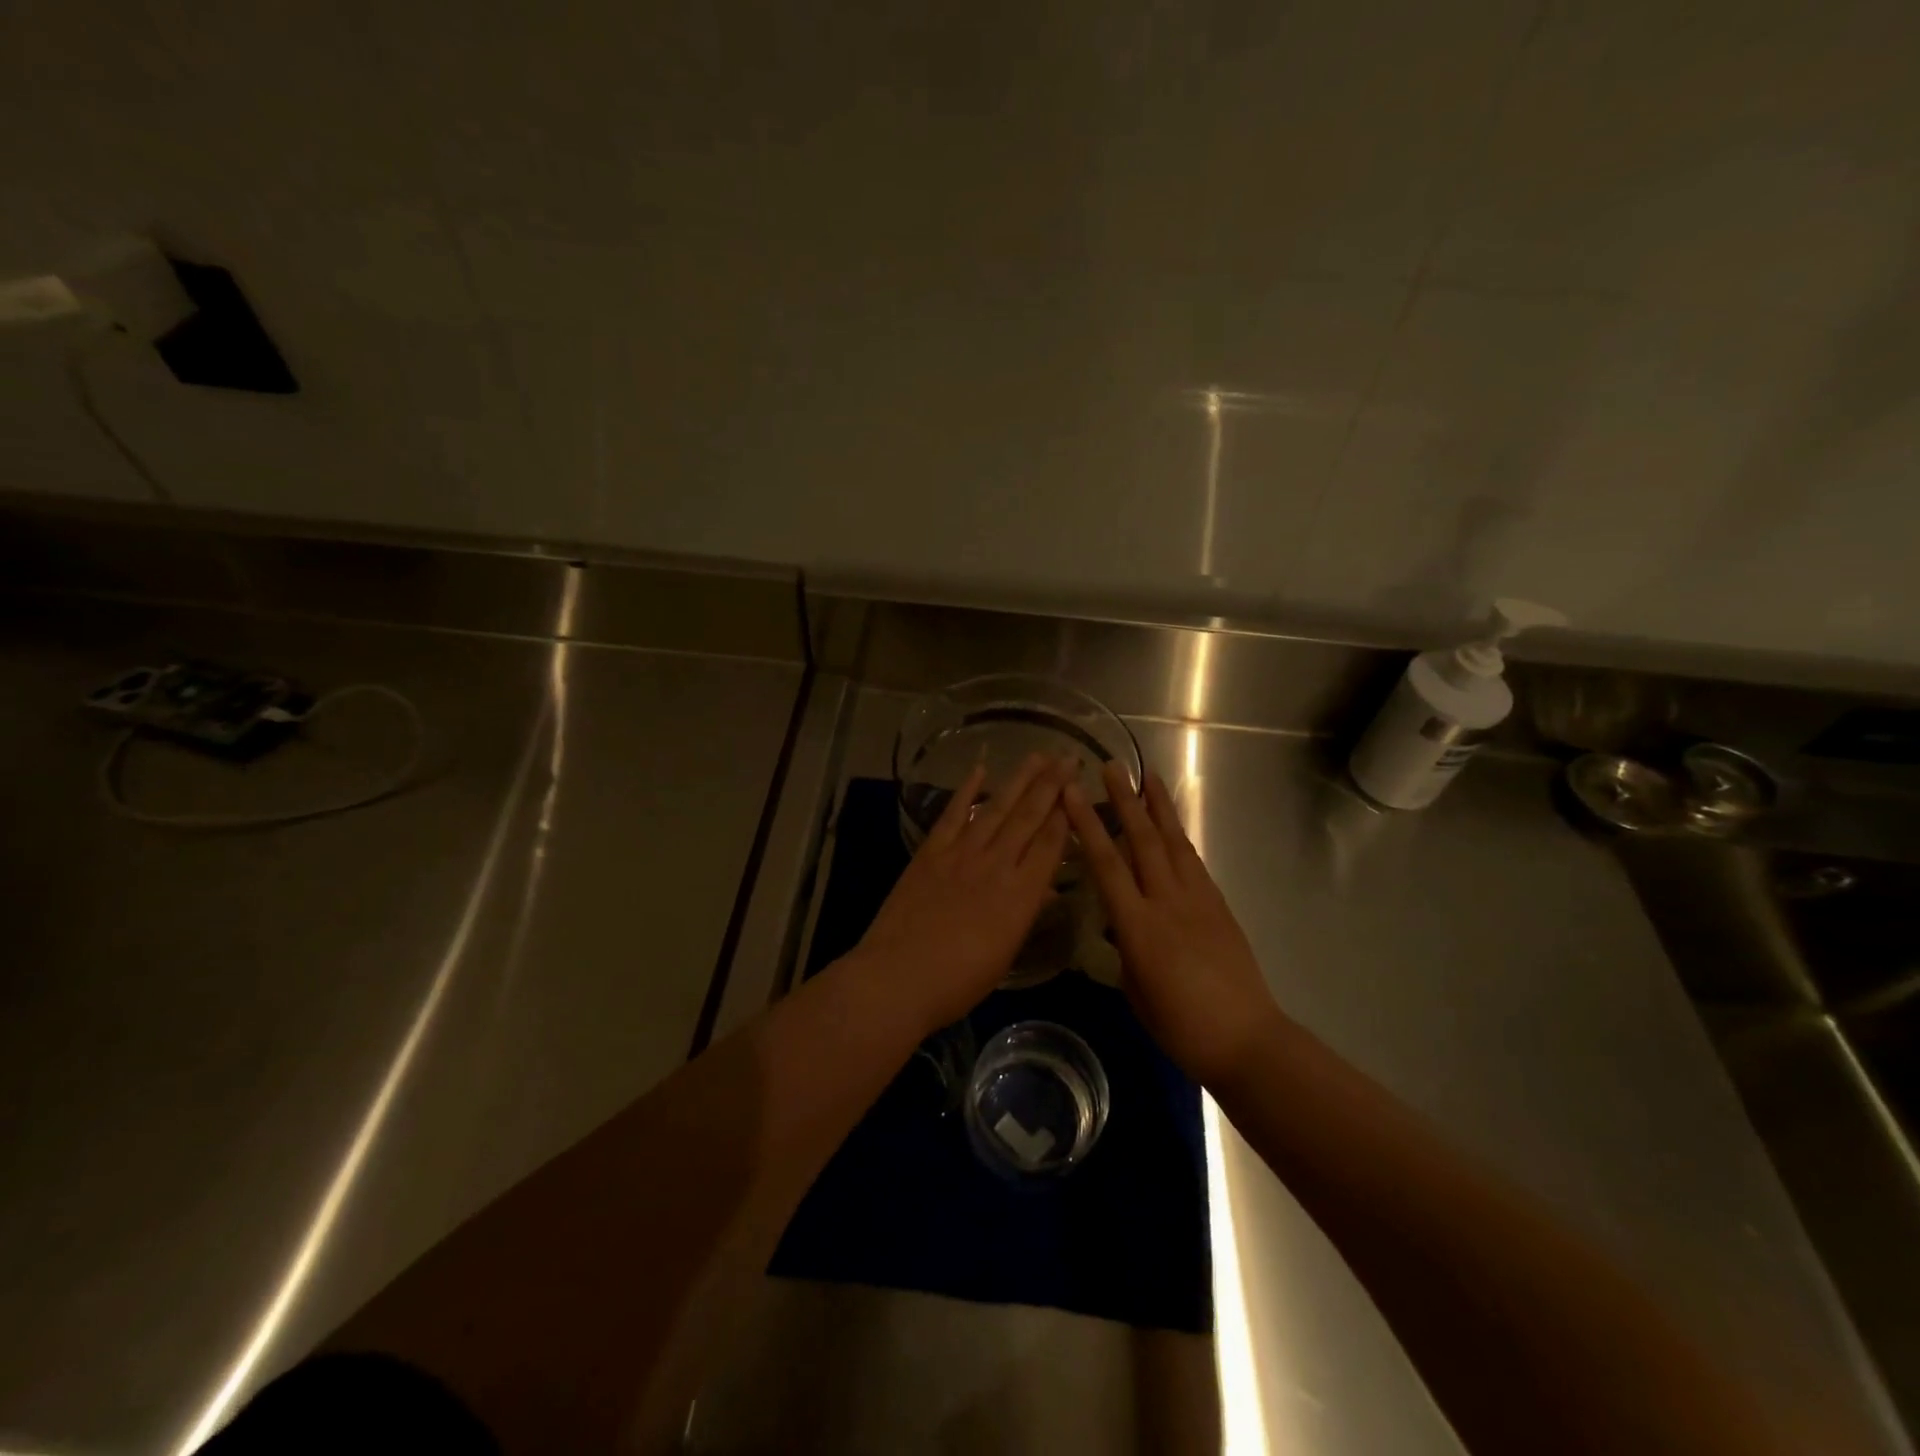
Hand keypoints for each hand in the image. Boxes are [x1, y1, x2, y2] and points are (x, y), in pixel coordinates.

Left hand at [854, 753, 1072, 1035]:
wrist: (899, 976)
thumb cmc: (958, 980)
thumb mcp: (1004, 953)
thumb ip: (1025, 914)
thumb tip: (1045, 889)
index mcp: (1021, 895)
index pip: (1050, 844)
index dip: (1066, 814)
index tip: (1077, 789)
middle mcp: (996, 864)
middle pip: (1029, 817)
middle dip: (1051, 786)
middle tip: (1068, 758)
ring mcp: (961, 853)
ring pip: (997, 807)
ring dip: (1019, 779)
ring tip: (1038, 756)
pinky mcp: (931, 851)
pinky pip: (953, 814)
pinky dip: (967, 790)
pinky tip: (981, 770)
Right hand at [1062, 763, 1281, 1087]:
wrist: (1245, 1039)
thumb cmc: (1180, 1026)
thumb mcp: (1135, 989)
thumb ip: (1125, 948)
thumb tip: (1122, 927)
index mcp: (1138, 925)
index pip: (1106, 863)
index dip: (1086, 824)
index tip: (1072, 792)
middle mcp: (1167, 901)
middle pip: (1142, 839)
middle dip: (1124, 799)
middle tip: (1112, 765)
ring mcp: (1198, 899)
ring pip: (1173, 842)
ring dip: (1159, 807)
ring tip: (1147, 776)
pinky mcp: (1218, 905)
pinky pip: (1193, 861)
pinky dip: (1179, 836)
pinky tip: (1172, 826)